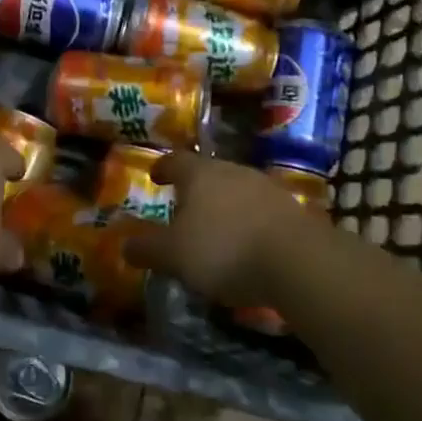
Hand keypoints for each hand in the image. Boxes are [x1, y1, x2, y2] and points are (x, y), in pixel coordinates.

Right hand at [121, 153, 325, 305]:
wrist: (297, 260)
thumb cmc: (224, 249)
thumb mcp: (174, 255)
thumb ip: (147, 249)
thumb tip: (124, 244)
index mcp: (199, 173)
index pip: (175, 160)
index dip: (163, 167)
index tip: (155, 175)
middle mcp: (232, 170)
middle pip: (207, 172)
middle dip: (194, 188)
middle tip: (183, 206)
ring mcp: (265, 186)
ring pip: (235, 189)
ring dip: (223, 204)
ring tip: (215, 227)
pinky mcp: (291, 208)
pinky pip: (259, 209)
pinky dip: (247, 220)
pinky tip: (246, 242)